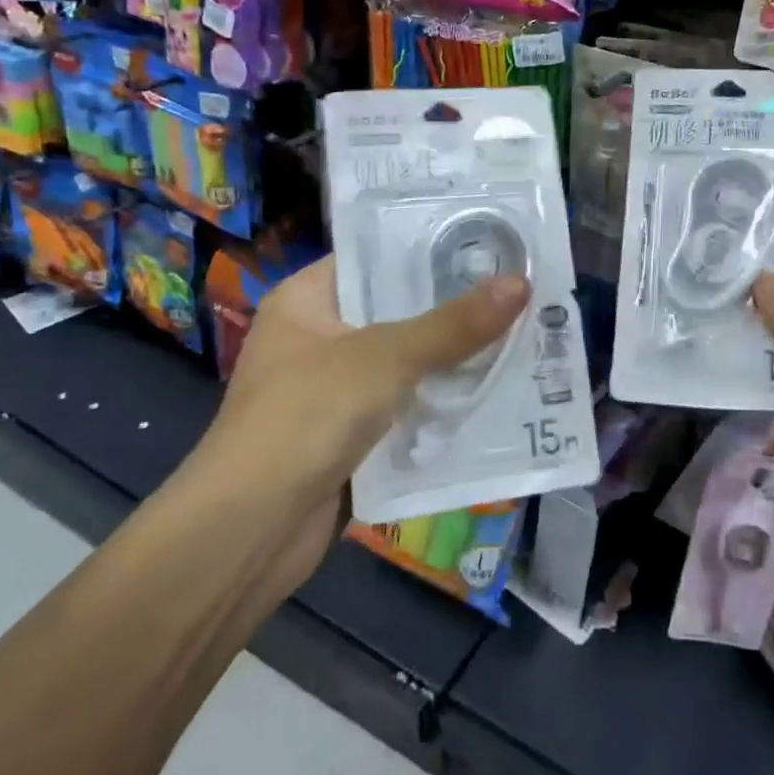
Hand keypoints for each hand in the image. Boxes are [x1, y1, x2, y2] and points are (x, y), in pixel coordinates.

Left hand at [193, 256, 529, 579]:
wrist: (250, 531)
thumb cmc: (307, 416)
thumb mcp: (385, 358)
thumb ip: (454, 324)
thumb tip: (522, 283)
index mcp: (307, 299)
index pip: (375, 257)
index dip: (430, 249)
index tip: (489, 243)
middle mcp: (318, 337)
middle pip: (397, 311)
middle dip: (455, 307)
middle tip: (521, 288)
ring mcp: (334, 389)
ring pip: (407, 363)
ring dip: (455, 359)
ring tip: (523, 332)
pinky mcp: (351, 435)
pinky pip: (407, 407)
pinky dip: (441, 404)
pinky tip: (495, 391)